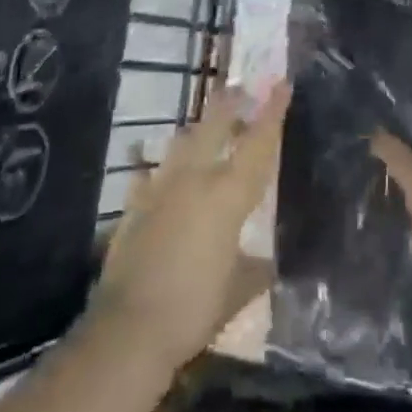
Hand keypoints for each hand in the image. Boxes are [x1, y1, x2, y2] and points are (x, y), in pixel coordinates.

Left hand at [92, 82, 289, 369]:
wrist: (128, 329)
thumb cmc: (193, 308)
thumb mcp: (237, 292)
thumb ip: (255, 270)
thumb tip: (269, 262)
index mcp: (227, 195)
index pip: (258, 144)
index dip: (273, 111)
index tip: (282, 82)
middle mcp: (194, 179)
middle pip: (214, 126)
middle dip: (229, 103)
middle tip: (240, 88)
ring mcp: (160, 188)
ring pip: (182, 143)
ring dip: (198, 131)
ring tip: (207, 131)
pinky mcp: (135, 205)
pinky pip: (152, 174)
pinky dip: (163, 171)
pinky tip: (162, 177)